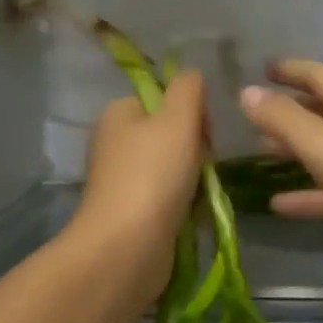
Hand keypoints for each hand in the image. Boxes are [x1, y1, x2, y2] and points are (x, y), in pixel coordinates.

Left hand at [69, 70, 205, 301]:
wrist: (128, 247)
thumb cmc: (153, 175)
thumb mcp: (178, 118)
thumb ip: (188, 88)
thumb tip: (192, 75)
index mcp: (119, 114)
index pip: (164, 98)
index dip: (192, 112)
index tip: (206, 134)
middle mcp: (116, 143)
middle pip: (172, 135)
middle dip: (197, 151)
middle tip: (204, 168)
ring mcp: (123, 181)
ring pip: (175, 169)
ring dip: (197, 181)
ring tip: (201, 197)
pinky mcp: (132, 213)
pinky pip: (170, 200)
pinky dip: (186, 207)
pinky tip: (194, 217)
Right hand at [239, 60, 322, 294]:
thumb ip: (284, 119)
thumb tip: (247, 91)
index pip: (319, 75)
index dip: (290, 70)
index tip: (263, 68)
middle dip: (291, 110)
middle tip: (254, 114)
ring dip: (297, 151)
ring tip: (259, 153)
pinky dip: (309, 195)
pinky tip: (278, 205)